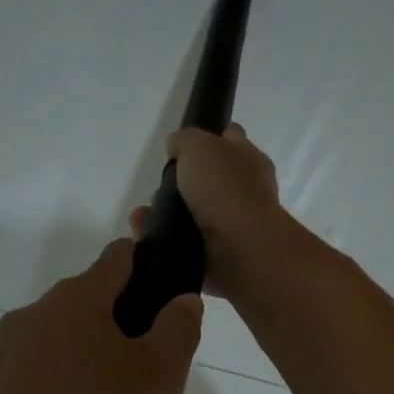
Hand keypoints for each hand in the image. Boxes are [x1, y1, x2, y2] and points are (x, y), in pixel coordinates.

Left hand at [0, 241, 201, 393]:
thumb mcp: (159, 376)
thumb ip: (178, 329)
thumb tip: (182, 300)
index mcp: (76, 300)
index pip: (118, 258)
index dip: (148, 264)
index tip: (167, 291)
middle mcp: (34, 317)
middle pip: (94, 317)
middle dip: (128, 348)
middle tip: (151, 393)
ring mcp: (5, 357)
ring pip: (71, 365)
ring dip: (103, 393)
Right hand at [130, 125, 285, 296]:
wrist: (239, 249)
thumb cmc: (223, 188)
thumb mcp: (198, 146)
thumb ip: (185, 141)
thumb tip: (176, 147)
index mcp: (249, 160)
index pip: (230, 139)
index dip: (208, 138)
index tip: (181, 148)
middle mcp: (245, 192)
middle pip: (210, 180)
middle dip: (182, 184)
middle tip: (160, 187)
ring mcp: (233, 226)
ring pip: (194, 215)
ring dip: (167, 214)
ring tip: (143, 215)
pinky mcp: (219, 255)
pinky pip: (185, 244)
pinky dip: (165, 240)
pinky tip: (146, 235)